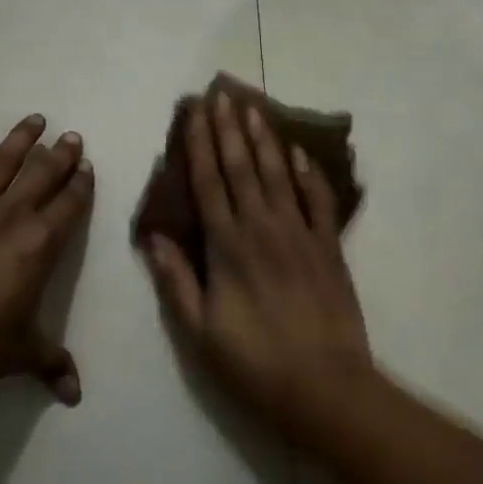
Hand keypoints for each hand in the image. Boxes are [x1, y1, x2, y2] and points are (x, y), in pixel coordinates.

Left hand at [0, 114, 92, 404]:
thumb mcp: (19, 354)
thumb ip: (51, 363)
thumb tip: (75, 395)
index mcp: (41, 244)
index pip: (70, 203)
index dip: (81, 183)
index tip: (87, 166)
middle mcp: (12, 214)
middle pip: (44, 173)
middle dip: (61, 153)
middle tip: (72, 136)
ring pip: (3, 159)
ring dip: (22, 137)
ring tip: (35, 119)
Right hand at [143, 92, 372, 433]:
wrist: (326, 388)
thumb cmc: (254, 364)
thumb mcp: (199, 332)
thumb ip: (176, 280)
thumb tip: (153, 236)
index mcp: (227, 245)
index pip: (209, 182)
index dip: (200, 144)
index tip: (196, 112)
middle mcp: (263, 227)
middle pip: (242, 167)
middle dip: (229, 129)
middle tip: (222, 95)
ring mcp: (300, 233)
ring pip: (279, 173)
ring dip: (264, 138)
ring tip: (254, 108)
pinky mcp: (329, 246)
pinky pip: (319, 199)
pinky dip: (309, 173)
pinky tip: (300, 152)